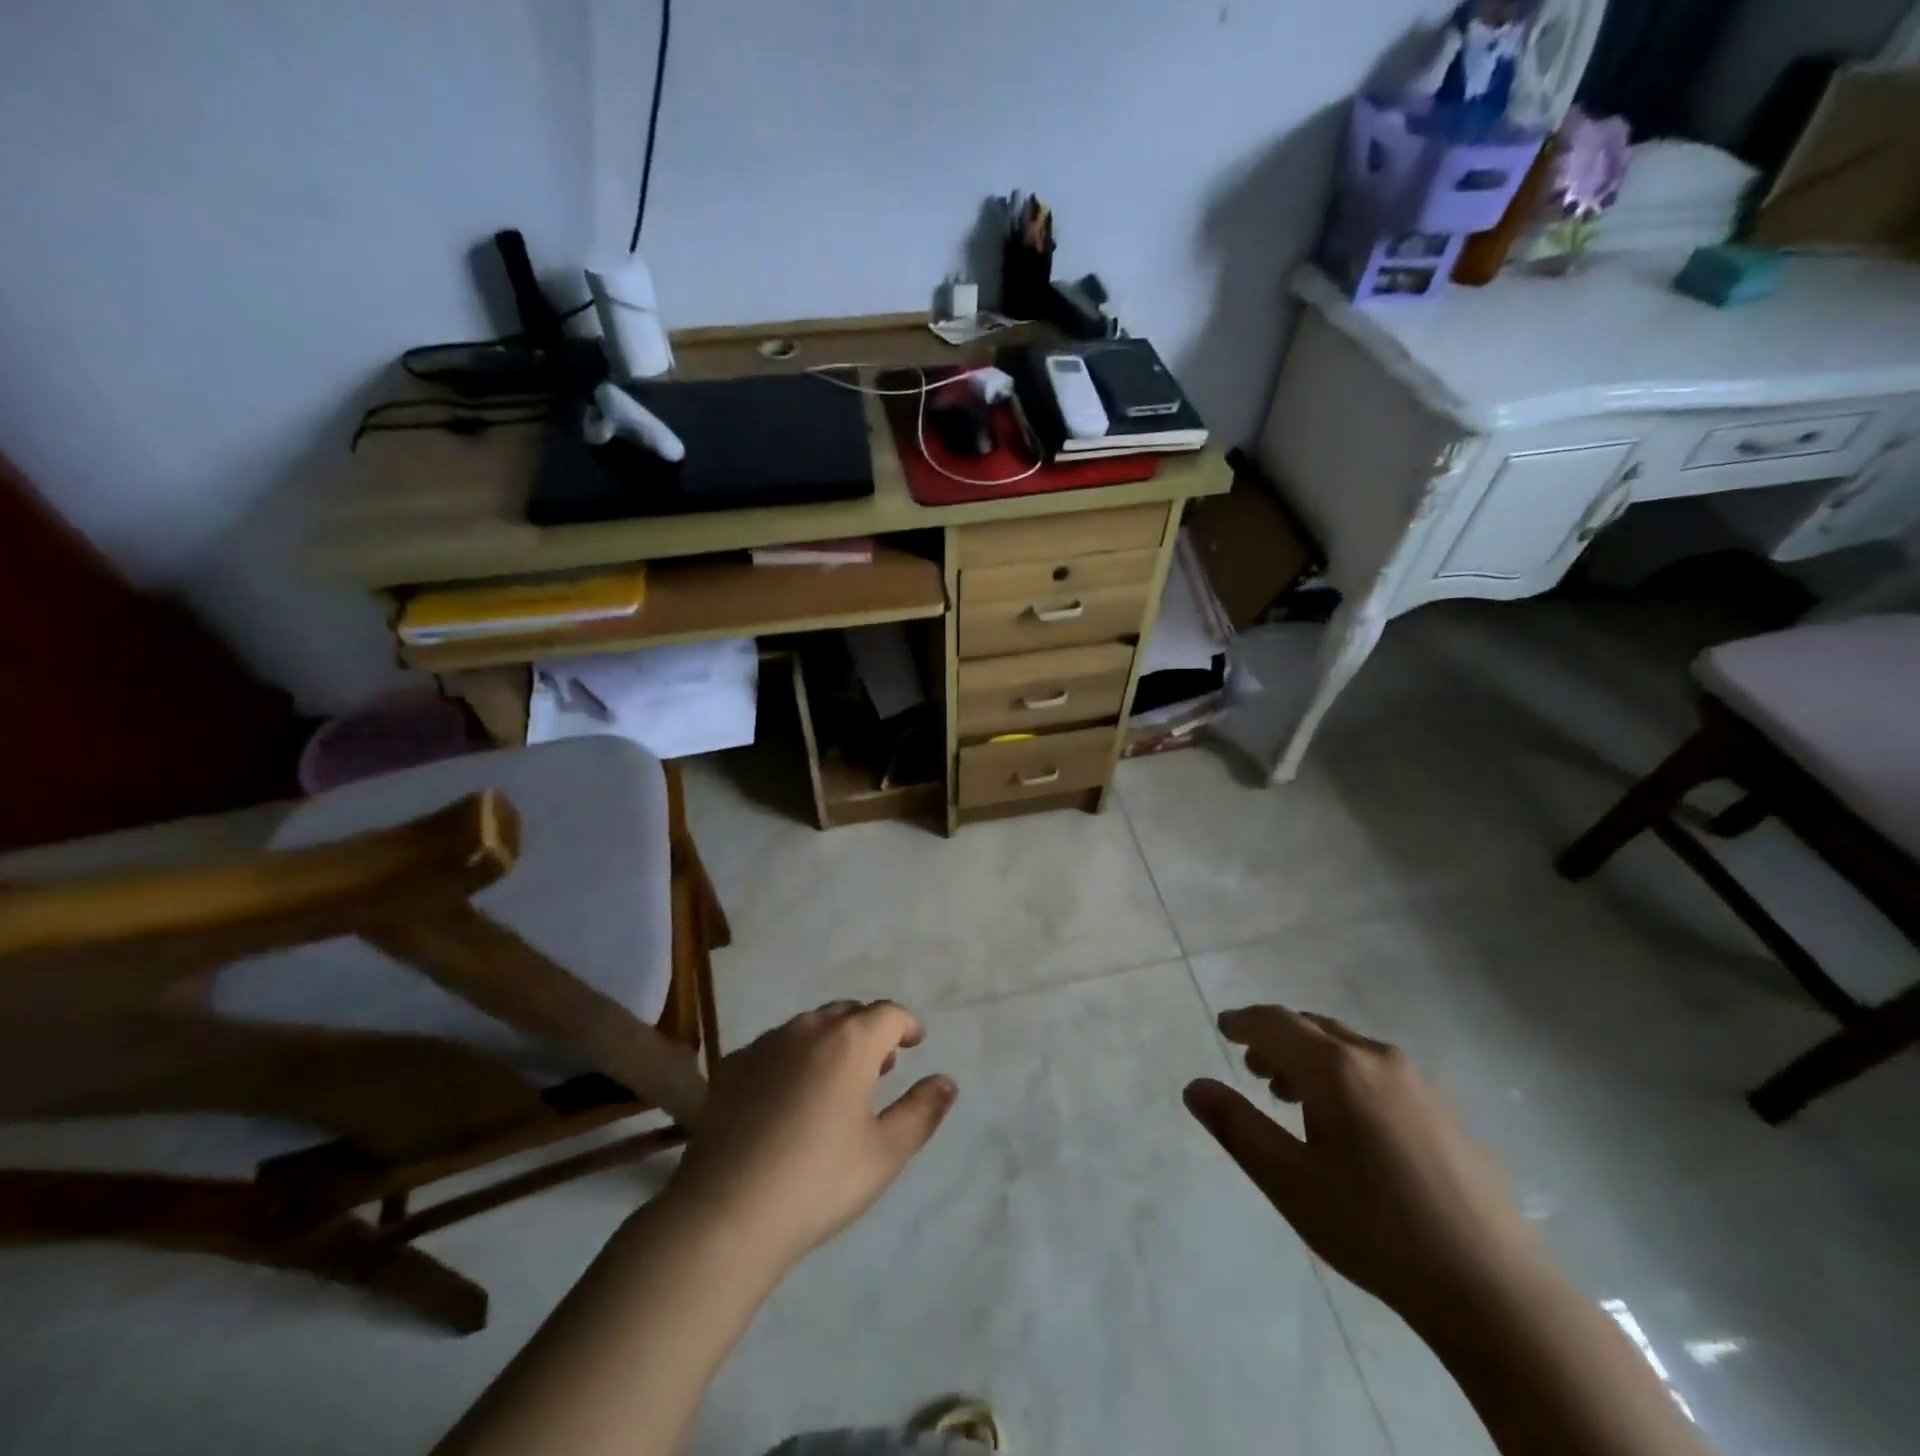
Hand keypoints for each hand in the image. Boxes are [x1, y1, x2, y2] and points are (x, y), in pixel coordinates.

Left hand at [665, 1001, 956, 1271]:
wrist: (726, 1214)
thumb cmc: (818, 1183)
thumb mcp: (884, 1154)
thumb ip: (921, 1111)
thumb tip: (947, 1081)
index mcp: (850, 1043)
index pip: (888, 1013)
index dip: (907, 1024)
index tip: (915, 1043)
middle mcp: (808, 1029)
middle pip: (848, 1012)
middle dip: (870, 1030)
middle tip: (880, 1064)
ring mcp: (765, 1044)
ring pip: (810, 1025)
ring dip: (832, 1040)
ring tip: (837, 1079)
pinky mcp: (732, 1066)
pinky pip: (775, 1045)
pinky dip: (794, 1055)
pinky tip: (789, 1095)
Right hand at [1184, 1005, 1550, 1335]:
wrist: (1493, 1291)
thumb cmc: (1375, 1230)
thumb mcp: (1289, 1183)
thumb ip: (1236, 1127)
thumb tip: (1195, 1087)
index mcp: (1337, 1069)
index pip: (1276, 1022)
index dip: (1244, 1021)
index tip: (1223, 1028)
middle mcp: (1377, 1058)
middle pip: (1312, 1028)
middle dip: (1276, 1040)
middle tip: (1254, 1071)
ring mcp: (1419, 1082)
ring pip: (1347, 1047)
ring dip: (1311, 1059)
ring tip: (1294, 1099)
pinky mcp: (1445, 1110)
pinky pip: (1378, 1070)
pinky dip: (1346, 1075)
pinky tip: (1349, 1125)